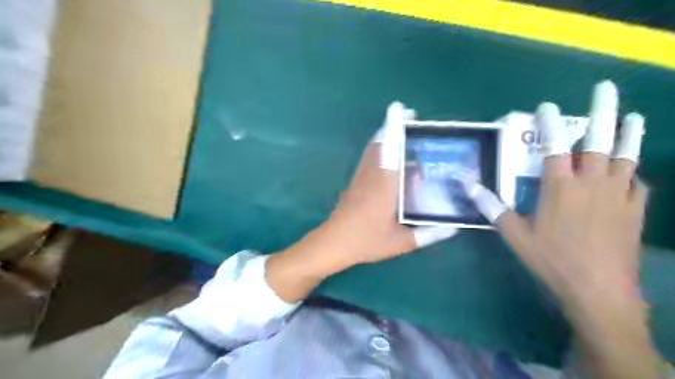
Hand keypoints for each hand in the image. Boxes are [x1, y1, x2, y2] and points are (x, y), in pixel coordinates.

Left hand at [266, 102, 455, 302]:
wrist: (334, 242)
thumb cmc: (367, 241)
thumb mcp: (401, 242)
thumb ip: (428, 234)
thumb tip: (452, 229)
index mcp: (385, 185)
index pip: (390, 149)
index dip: (395, 127)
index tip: (400, 109)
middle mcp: (372, 175)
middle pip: (380, 142)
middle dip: (393, 126)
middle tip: (411, 118)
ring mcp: (361, 177)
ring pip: (373, 148)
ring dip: (386, 136)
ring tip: (405, 133)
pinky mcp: (356, 182)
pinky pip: (369, 158)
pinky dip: (380, 149)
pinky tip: (392, 159)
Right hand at [471, 82, 647, 307]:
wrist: (599, 290)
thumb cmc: (552, 259)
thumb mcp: (515, 235)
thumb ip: (493, 208)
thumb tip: (469, 187)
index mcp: (560, 188)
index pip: (554, 147)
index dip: (550, 124)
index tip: (548, 107)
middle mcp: (591, 184)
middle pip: (598, 141)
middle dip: (602, 112)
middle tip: (606, 88)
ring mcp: (618, 195)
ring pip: (626, 157)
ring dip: (629, 135)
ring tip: (633, 117)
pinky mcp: (635, 211)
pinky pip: (638, 184)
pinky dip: (633, 174)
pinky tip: (631, 173)